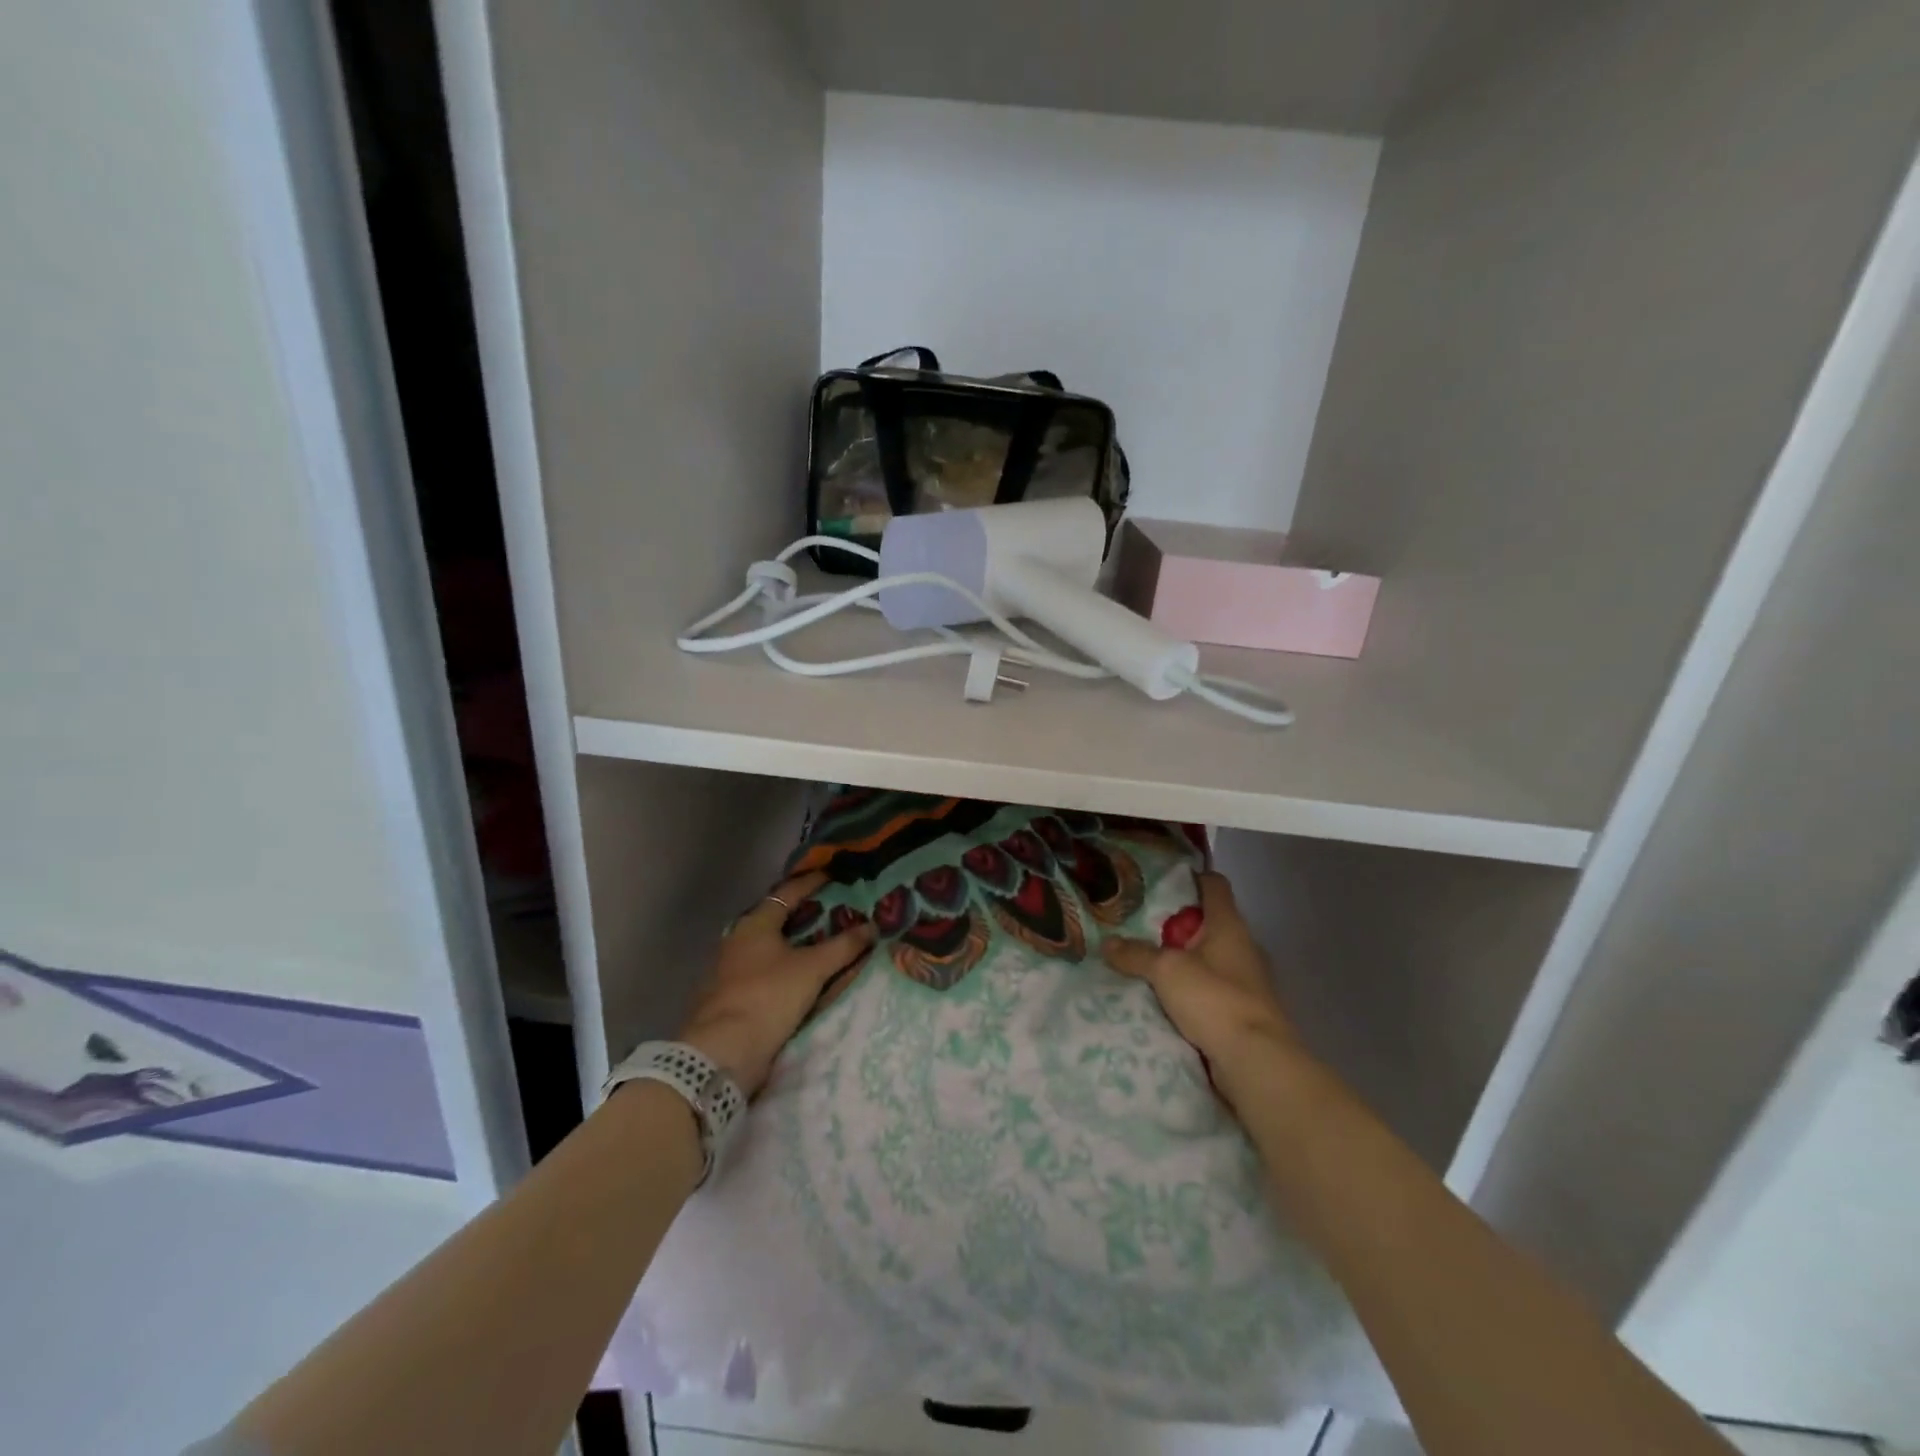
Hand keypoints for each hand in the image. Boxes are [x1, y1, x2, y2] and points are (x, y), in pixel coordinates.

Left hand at [676, 871, 875, 1096]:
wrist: (723, 1052)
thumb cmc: (768, 996)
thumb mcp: (812, 968)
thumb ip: (844, 946)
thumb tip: (872, 926)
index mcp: (755, 923)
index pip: (788, 892)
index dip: (812, 882)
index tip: (834, 875)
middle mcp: (740, 940)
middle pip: (779, 919)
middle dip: (808, 914)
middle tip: (838, 910)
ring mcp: (734, 969)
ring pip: (774, 946)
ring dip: (799, 943)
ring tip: (828, 942)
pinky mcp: (736, 995)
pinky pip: (769, 970)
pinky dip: (789, 966)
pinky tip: (807, 974)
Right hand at [1102, 871, 1302, 1089]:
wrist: (1256, 1062)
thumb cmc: (1215, 1000)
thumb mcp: (1166, 971)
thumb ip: (1136, 954)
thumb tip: (1107, 943)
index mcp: (1229, 925)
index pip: (1214, 885)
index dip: (1190, 878)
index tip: (1160, 883)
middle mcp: (1242, 946)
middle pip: (1208, 922)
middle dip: (1176, 924)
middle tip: (1140, 925)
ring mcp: (1246, 980)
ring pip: (1208, 957)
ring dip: (1183, 959)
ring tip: (1147, 961)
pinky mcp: (1243, 1010)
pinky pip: (1211, 988)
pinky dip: (1191, 989)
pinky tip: (1166, 996)